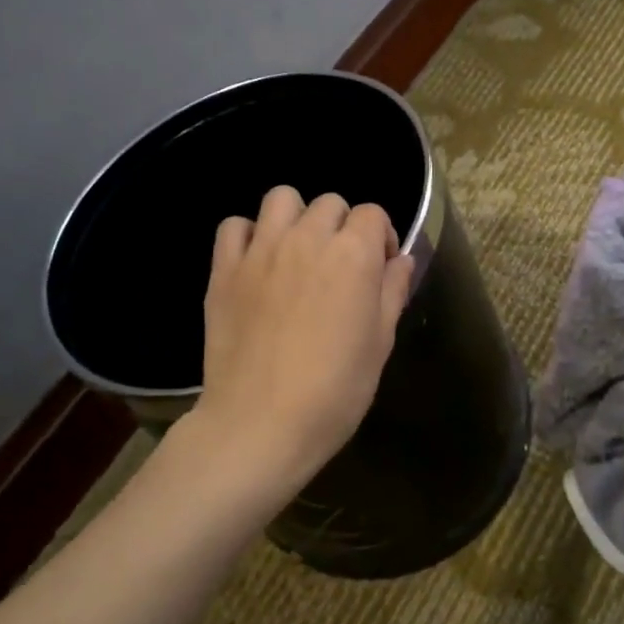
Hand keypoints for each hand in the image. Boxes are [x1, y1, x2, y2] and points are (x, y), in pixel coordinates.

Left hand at [190, 186, 415, 494]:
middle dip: (342, 227)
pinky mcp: (223, 270)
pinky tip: (257, 264)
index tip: (379, 269)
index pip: (372, 213)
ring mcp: (260, 251)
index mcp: (353, 255)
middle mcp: (307, 239)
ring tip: (298, 254)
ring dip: (296, 218)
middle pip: (330, 204)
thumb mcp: (380, 344)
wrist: (261, 424)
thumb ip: (392, 292)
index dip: (381, 237)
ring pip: (281, 199)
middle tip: (340, 267)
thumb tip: (399, 260)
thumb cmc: (335, 391)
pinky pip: (234, 227)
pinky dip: (248, 235)